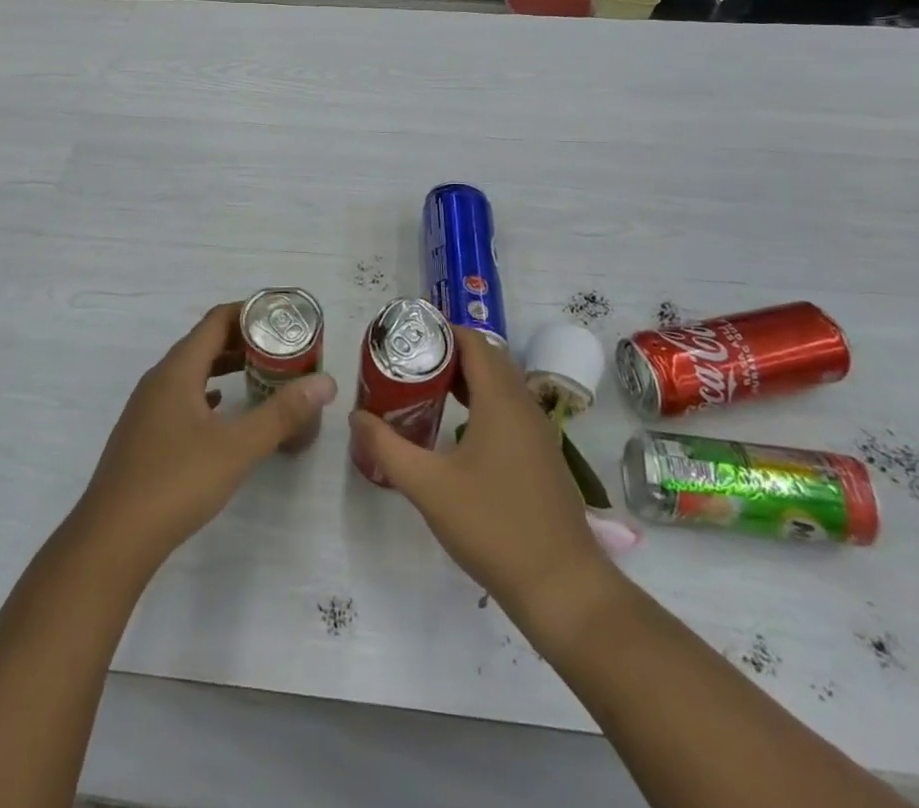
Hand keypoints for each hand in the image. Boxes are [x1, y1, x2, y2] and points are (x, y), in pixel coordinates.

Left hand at [76, 302, 336, 577]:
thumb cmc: (176, 482)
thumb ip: (282, 413)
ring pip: (192, 371)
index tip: (283, 317)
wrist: (112, 539)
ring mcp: (147, 407)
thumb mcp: (237, 447)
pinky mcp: (144, 434)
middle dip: (243, 340)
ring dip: (225, 366)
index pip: (216, 321)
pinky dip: (208, 393)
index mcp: (178, 369)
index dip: (250, 312)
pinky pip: (182, 396)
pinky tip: (222, 409)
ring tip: (260, 373)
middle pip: (204, 342)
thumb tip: (325, 383)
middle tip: (282, 347)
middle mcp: (159, 379)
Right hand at [349, 327, 622, 650]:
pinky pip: (509, 409)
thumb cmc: (493, 527)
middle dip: (448, 353)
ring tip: (424, 388)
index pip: (474, 342)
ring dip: (465, 378)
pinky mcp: (541, 456)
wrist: (562, 587)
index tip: (407, 337)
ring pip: (500, 385)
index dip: (441, 331)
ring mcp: (538, 432)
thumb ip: (387, 448)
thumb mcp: (428, 487)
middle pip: (487, 358)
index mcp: (501, 401)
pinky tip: (456, 429)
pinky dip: (481, 402)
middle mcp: (524, 406)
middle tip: (408, 361)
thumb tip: (356, 417)